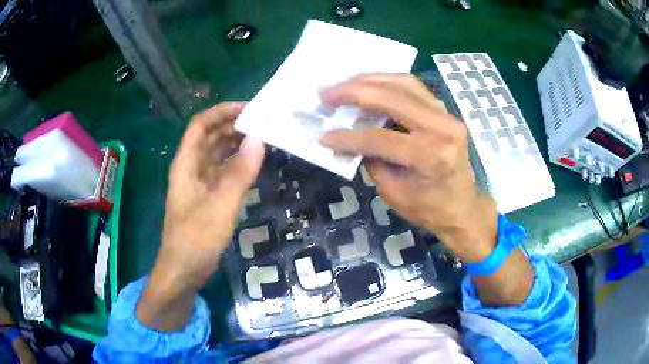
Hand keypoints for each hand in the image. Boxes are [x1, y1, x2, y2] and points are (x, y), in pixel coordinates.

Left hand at [137, 103, 264, 330]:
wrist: (184, 270)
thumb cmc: (196, 238)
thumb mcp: (220, 205)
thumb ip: (239, 172)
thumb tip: (259, 138)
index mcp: (186, 164)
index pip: (200, 125)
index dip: (221, 112)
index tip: (249, 109)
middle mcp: (191, 168)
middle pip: (210, 136)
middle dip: (233, 125)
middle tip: (263, 122)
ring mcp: (199, 184)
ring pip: (217, 154)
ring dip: (236, 143)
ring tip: (263, 138)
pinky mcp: (208, 197)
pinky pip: (223, 172)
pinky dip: (238, 164)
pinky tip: (254, 164)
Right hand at [319, 74, 496, 262]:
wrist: (462, 207)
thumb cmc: (429, 208)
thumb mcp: (393, 192)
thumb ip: (371, 159)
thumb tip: (349, 134)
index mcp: (431, 156)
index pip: (380, 139)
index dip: (347, 137)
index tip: (323, 136)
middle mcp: (443, 129)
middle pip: (392, 99)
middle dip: (353, 92)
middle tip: (327, 93)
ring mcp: (447, 115)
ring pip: (404, 83)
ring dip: (370, 80)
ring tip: (344, 83)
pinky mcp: (445, 111)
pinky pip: (413, 88)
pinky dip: (387, 81)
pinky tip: (368, 83)